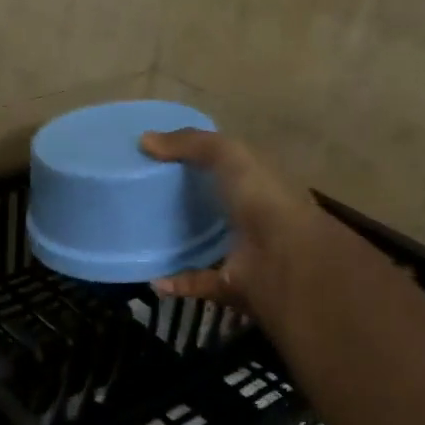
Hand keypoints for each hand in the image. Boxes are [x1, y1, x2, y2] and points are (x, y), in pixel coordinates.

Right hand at [139, 128, 343, 324]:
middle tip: (141, 199)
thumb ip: (191, 143)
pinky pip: (196, 282)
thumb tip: (143, 140)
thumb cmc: (262, 197)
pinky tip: (151, 278)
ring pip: (204, 246)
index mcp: (255, 182)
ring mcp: (241, 252)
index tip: (157, 160)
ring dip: (177, 245)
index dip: (196, 160)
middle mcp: (250, 216)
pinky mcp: (228, 284)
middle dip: (182, 204)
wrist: (285, 258)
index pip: (225, 167)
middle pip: (213, 208)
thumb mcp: (228, 154)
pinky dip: (174, 282)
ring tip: (140, 238)